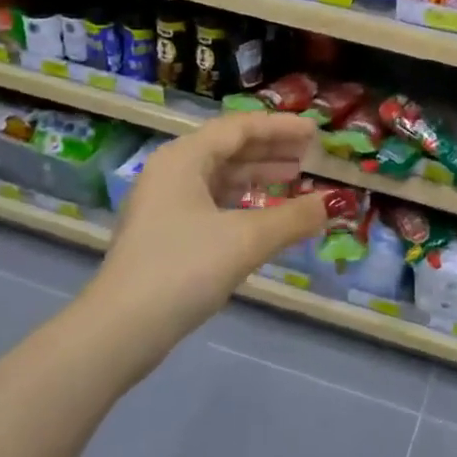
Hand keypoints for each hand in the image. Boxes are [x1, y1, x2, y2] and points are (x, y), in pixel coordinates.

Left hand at [86, 114, 327, 356]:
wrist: (121, 329)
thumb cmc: (184, 268)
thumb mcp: (246, 240)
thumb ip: (294, 218)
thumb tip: (334, 203)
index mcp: (184, 158)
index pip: (240, 127)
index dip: (281, 127)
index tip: (316, 131)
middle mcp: (172, 172)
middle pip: (229, 149)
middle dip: (272, 150)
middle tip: (311, 155)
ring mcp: (165, 204)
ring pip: (221, 177)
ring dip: (259, 176)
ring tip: (296, 179)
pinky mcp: (167, 233)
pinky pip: (213, 203)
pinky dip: (243, 202)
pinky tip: (267, 214)